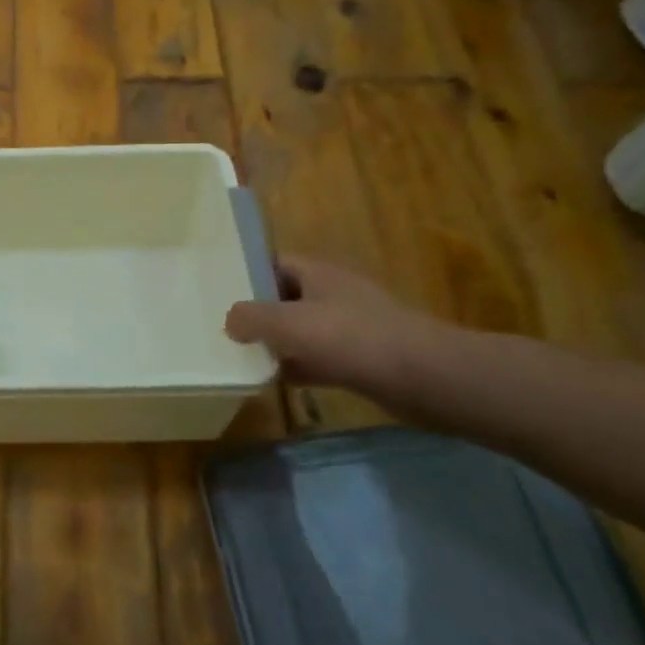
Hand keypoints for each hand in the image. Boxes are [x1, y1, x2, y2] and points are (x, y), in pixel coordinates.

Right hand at [224, 255, 450, 396]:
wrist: (423, 377)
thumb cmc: (351, 338)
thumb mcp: (289, 323)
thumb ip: (251, 318)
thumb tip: (230, 320)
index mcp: (317, 273)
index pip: (275, 263)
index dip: (248, 274)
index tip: (221, 292)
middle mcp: (333, 294)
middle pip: (286, 297)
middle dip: (259, 313)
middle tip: (226, 329)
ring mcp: (350, 326)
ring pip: (302, 330)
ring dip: (278, 343)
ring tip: (243, 356)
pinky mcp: (361, 358)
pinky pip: (320, 358)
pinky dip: (300, 367)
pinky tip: (277, 381)